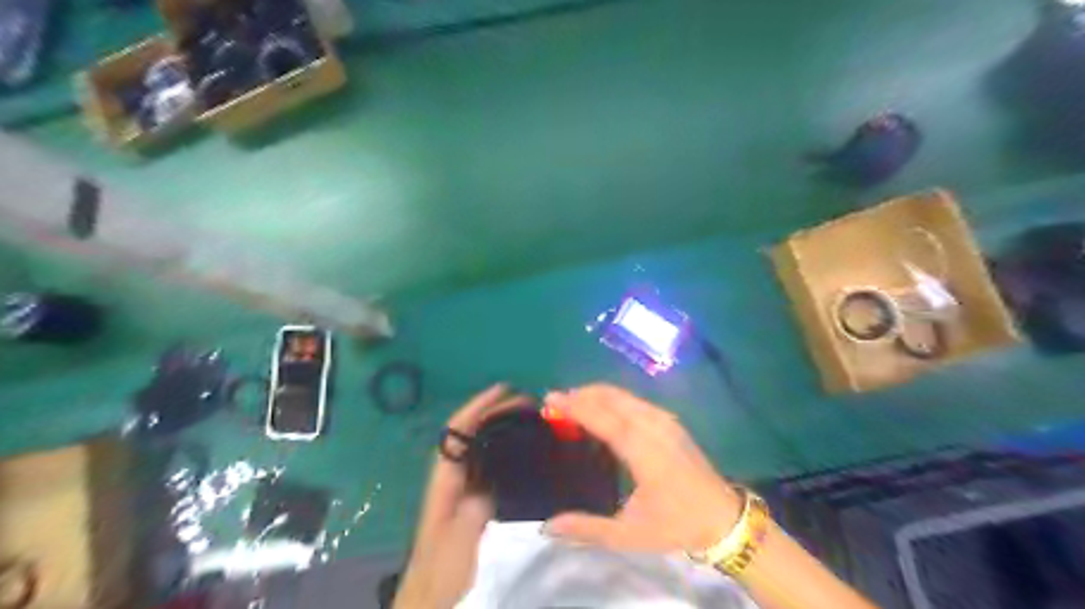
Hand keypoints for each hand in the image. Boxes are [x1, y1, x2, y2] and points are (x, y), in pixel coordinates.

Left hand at [398, 386, 533, 608]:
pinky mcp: (473, 500)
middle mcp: (452, 475)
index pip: (458, 430)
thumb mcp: (459, 542)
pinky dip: (505, 449)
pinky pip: (489, 463)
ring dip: (500, 427)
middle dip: (494, 412)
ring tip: (529, 419)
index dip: (478, 406)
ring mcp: (463, 487)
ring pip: (480, 445)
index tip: (503, 390)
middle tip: (527, 403)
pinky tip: (524, 452)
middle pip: (470, 432)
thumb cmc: (441, 570)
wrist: (431, 596)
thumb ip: (474, 509)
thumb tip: (493, 482)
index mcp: (445, 478)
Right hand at [539, 387, 741, 554]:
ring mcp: (664, 421)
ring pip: (625, 395)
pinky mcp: (671, 422)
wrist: (724, 518)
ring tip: (574, 402)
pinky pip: (636, 401)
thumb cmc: (676, 525)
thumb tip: (547, 527)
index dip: (574, 406)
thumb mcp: (629, 534)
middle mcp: (652, 426)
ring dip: (597, 394)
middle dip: (582, 393)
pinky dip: (614, 399)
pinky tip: (605, 409)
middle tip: (556, 400)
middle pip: (612, 397)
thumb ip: (587, 528)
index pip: (601, 417)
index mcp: (641, 449)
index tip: (550, 398)